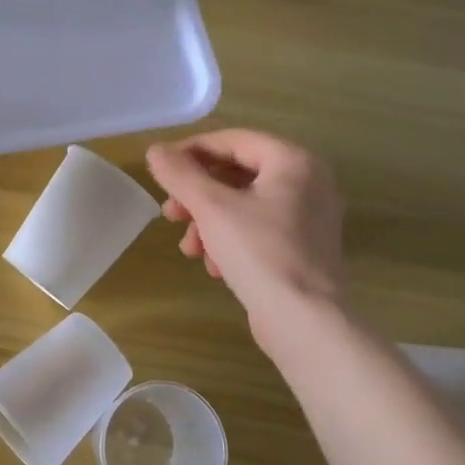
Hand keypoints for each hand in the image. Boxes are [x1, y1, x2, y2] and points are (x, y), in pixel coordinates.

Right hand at [146, 130, 347, 331]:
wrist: (305, 323)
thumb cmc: (260, 253)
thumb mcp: (211, 208)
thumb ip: (180, 174)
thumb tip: (155, 150)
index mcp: (293, 161)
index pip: (232, 141)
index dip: (191, 151)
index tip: (161, 170)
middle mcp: (308, 182)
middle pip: (237, 174)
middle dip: (197, 195)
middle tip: (170, 213)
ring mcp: (309, 217)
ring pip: (244, 205)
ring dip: (208, 222)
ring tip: (190, 248)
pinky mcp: (304, 249)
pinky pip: (258, 229)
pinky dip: (230, 240)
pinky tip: (213, 266)